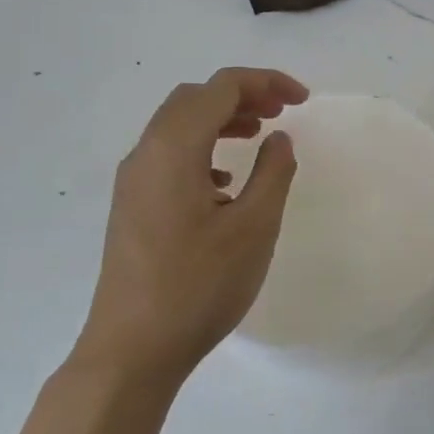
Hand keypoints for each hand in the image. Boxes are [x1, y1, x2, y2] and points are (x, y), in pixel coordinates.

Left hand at [79, 68, 308, 386]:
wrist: (131, 351)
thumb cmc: (198, 286)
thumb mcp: (254, 227)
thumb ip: (273, 172)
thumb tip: (279, 139)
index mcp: (174, 148)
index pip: (221, 87)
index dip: (265, 82)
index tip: (302, 100)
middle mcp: (146, 153)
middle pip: (195, 98)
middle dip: (241, 95)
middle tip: (281, 112)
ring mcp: (133, 180)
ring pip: (179, 124)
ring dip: (220, 119)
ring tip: (259, 135)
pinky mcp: (131, 205)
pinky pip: (168, 154)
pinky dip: (202, 147)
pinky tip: (225, 181)